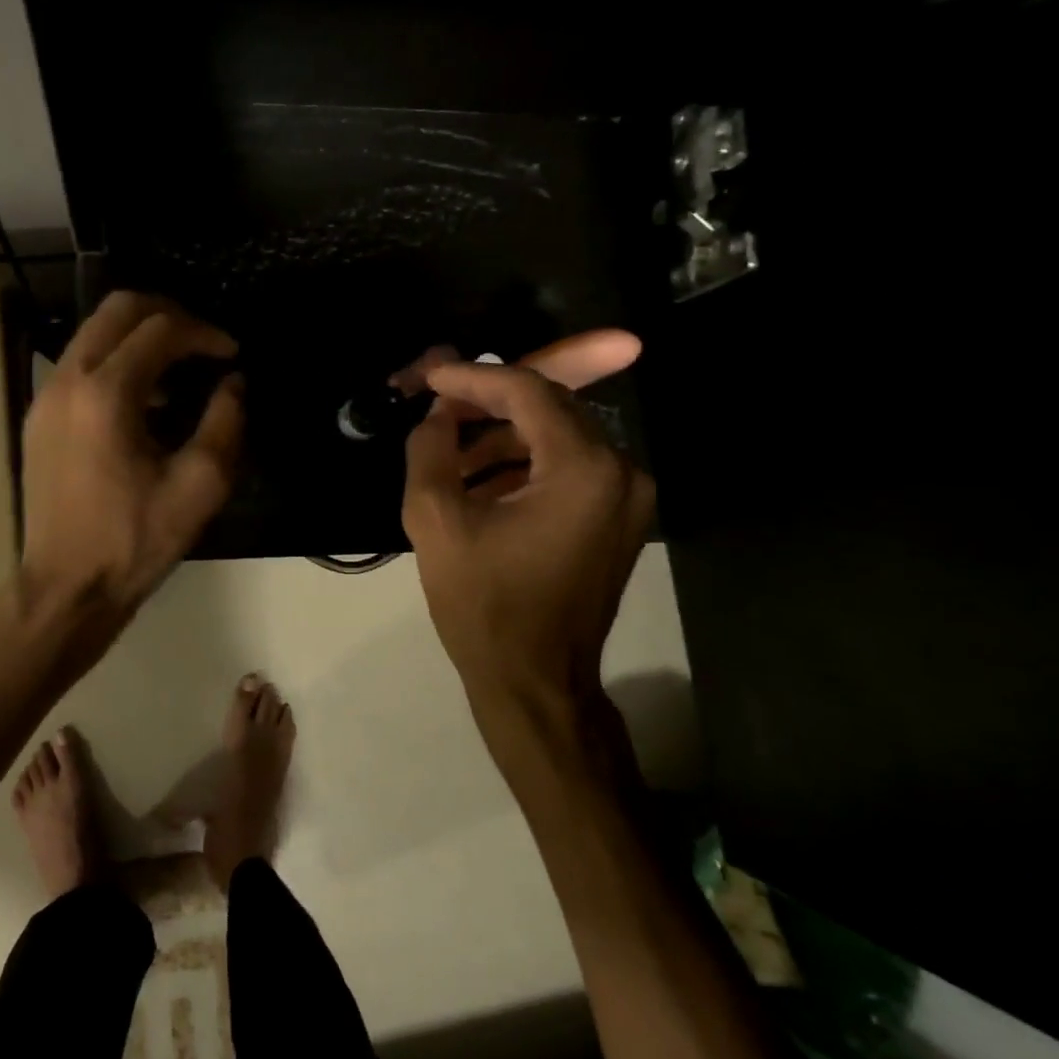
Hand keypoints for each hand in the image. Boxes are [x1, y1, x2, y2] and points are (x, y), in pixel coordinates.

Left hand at [20, 292, 244, 618]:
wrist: (66, 587)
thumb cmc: (134, 541)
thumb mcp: (199, 486)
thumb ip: (225, 422)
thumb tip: (234, 383)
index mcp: (106, 394)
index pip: (161, 330)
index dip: (205, 333)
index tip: (232, 354)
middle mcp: (68, 380)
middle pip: (118, 309)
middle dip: (169, 314)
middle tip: (204, 342)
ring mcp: (46, 396)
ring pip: (94, 331)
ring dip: (140, 336)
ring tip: (178, 371)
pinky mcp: (38, 417)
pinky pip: (80, 363)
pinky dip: (116, 360)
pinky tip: (143, 401)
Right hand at [400, 338, 653, 764]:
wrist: (535, 683)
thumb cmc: (483, 605)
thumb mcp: (435, 521)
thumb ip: (430, 448)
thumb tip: (436, 412)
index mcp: (583, 469)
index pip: (527, 392)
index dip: (473, 378)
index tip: (430, 376)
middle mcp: (621, 471)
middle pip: (549, 407)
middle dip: (488, 402)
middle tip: (438, 406)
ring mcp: (628, 498)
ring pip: (558, 437)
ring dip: (503, 436)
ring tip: (450, 453)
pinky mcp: (619, 519)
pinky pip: (569, 469)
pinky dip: (524, 465)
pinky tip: (479, 481)